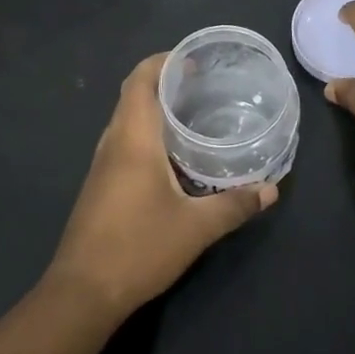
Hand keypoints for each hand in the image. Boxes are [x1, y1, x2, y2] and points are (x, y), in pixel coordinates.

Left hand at [44, 54, 277, 320]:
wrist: (82, 292)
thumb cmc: (138, 247)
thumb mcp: (196, 227)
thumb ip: (235, 204)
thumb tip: (271, 189)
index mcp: (133, 139)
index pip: (140, 80)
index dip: (164, 62)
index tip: (194, 61)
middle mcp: (113, 143)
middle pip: (132, 95)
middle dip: (163, 82)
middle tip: (203, 84)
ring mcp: (102, 166)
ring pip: (126, 120)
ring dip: (154, 108)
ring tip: (193, 113)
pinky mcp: (100, 186)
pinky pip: (124, 142)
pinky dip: (147, 133)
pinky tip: (174, 155)